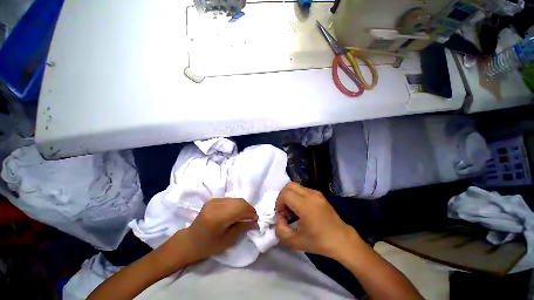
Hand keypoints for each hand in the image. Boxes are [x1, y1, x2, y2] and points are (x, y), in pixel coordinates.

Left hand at [168, 198, 257, 263]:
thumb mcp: (227, 241)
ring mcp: (214, 200)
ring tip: (245, 216)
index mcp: (217, 216)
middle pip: (239, 201)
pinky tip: (237, 213)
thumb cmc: (207, 246)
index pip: (240, 208)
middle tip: (252, 218)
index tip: (256, 220)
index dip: (251, 212)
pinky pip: (231, 200)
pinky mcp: (214, 199)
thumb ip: (242, 228)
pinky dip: (237, 205)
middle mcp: (216, 205)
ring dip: (243, 206)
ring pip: (236, 199)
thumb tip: (255, 221)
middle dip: (249, 209)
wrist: (190, 240)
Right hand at [275, 182, 359, 257]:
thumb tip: (278, 217)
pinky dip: (296, 196)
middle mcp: (311, 195)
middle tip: (284, 210)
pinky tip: (300, 209)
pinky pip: (302, 190)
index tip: (281, 215)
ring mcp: (316, 193)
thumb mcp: (295, 242)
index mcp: (306, 206)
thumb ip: (280, 230)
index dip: (279, 203)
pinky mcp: (319, 194)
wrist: (341, 240)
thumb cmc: (319, 242)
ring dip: (289, 196)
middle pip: (289, 186)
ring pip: (296, 186)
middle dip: (282, 197)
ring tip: (292, 210)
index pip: (285, 194)